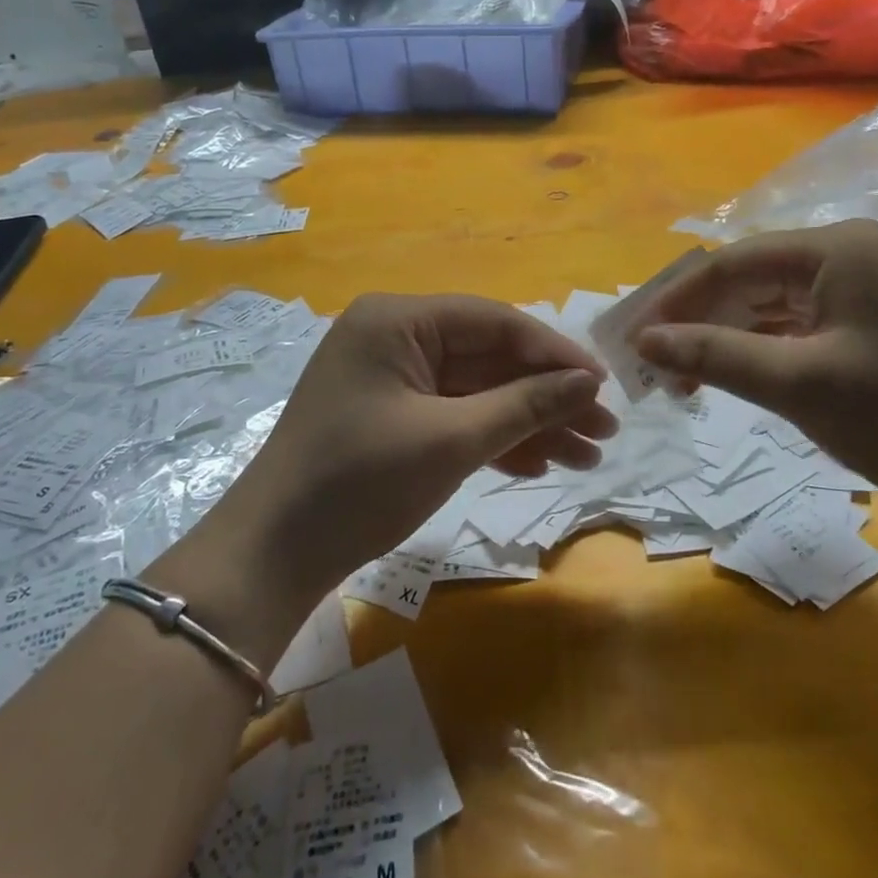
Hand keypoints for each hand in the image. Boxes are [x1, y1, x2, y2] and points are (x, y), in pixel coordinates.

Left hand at [202, 294, 617, 614]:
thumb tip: (588, 381)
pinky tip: (539, 464)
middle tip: (605, 430)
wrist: (273, 557)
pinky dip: (494, 440)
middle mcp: (395, 337)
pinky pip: (454, 416)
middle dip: (547, 396)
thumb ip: (524, 405)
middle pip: (489, 359)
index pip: (494, 322)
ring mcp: (392, 379)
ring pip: (477, 392)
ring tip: (588, 456)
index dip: (553, 352)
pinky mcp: (392, 417)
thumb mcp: (450, 441)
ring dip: (529, 423)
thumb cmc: (360, 482)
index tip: (603, 384)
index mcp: (399, 320)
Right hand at [632, 220, 877, 538]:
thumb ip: (714, 356)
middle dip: (697, 322)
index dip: (677, 299)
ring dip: (720, 341)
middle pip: (746, 281)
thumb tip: (642, 341)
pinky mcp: (857, 326)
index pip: (732, 262)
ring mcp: (852, 292)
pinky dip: (752, 353)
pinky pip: (788, 329)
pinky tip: (721, 379)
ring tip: (678, 381)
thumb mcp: (797, 384)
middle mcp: (843, 256)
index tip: (633, 336)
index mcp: (835, 248)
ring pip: (763, 307)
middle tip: (651, 364)